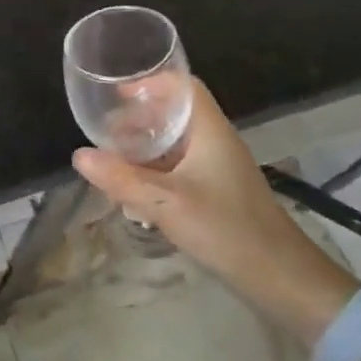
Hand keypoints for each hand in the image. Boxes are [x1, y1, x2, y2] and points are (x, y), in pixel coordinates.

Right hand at [72, 79, 353, 334]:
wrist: (280, 278)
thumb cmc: (225, 228)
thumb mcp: (165, 203)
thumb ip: (121, 179)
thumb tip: (79, 156)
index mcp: (209, 131)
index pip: (184, 88)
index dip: (152, 83)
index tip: (118, 93)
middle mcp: (216, 142)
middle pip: (176, 115)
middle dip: (140, 118)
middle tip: (107, 131)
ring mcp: (220, 169)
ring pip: (177, 144)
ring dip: (146, 147)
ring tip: (114, 159)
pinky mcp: (219, 193)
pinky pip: (182, 168)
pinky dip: (157, 170)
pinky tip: (137, 190)